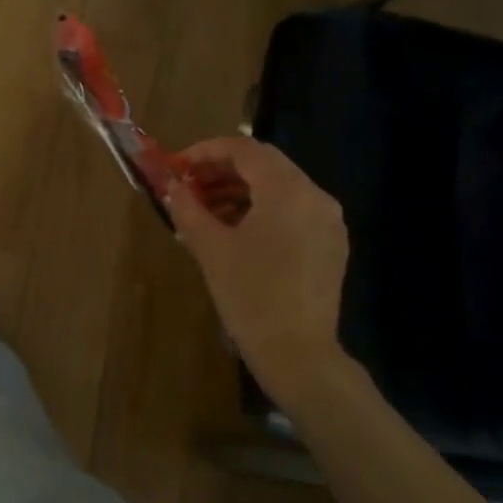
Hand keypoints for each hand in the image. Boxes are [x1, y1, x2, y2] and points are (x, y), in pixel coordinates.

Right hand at [166, 136, 351, 401]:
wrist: (297, 352)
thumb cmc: (250, 295)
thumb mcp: (211, 248)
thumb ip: (188, 209)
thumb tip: (171, 187)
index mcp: (288, 191)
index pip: (245, 149)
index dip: (206, 151)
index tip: (178, 167)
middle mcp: (315, 196)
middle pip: (265, 166)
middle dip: (221, 171)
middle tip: (188, 188)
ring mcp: (328, 221)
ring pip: (279, 189)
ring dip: (239, 192)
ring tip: (204, 213)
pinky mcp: (330, 244)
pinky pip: (292, 212)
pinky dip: (261, 211)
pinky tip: (234, 234)